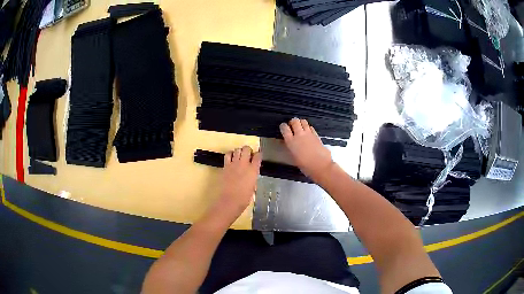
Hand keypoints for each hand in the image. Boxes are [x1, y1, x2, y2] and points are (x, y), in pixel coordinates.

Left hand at [215, 146, 261, 217]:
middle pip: (246, 149)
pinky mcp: (225, 166)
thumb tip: (251, 174)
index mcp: (253, 170)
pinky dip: (230, 154)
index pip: (258, 156)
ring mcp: (233, 164)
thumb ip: (252, 177)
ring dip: (239, 151)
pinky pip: (228, 155)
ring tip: (239, 156)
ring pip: (237, 150)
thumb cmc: (244, 198)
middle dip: (248, 150)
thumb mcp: (253, 187)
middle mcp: (244, 164)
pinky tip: (231, 159)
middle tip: (248, 155)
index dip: (258, 154)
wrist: (229, 201)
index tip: (257, 156)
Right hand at [280, 118, 333, 180]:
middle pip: (294, 121)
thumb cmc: (305, 166)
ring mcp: (309, 134)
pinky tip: (308, 132)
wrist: (320, 166)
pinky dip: (308, 127)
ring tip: (300, 127)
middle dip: (292, 122)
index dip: (283, 126)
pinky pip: (311, 127)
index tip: (283, 127)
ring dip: (301, 122)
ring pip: (303, 121)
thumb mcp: (294, 157)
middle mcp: (299, 135)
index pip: (284, 128)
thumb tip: (290, 143)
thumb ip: (291, 148)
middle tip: (292, 125)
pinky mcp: (316, 135)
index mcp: (291, 141)